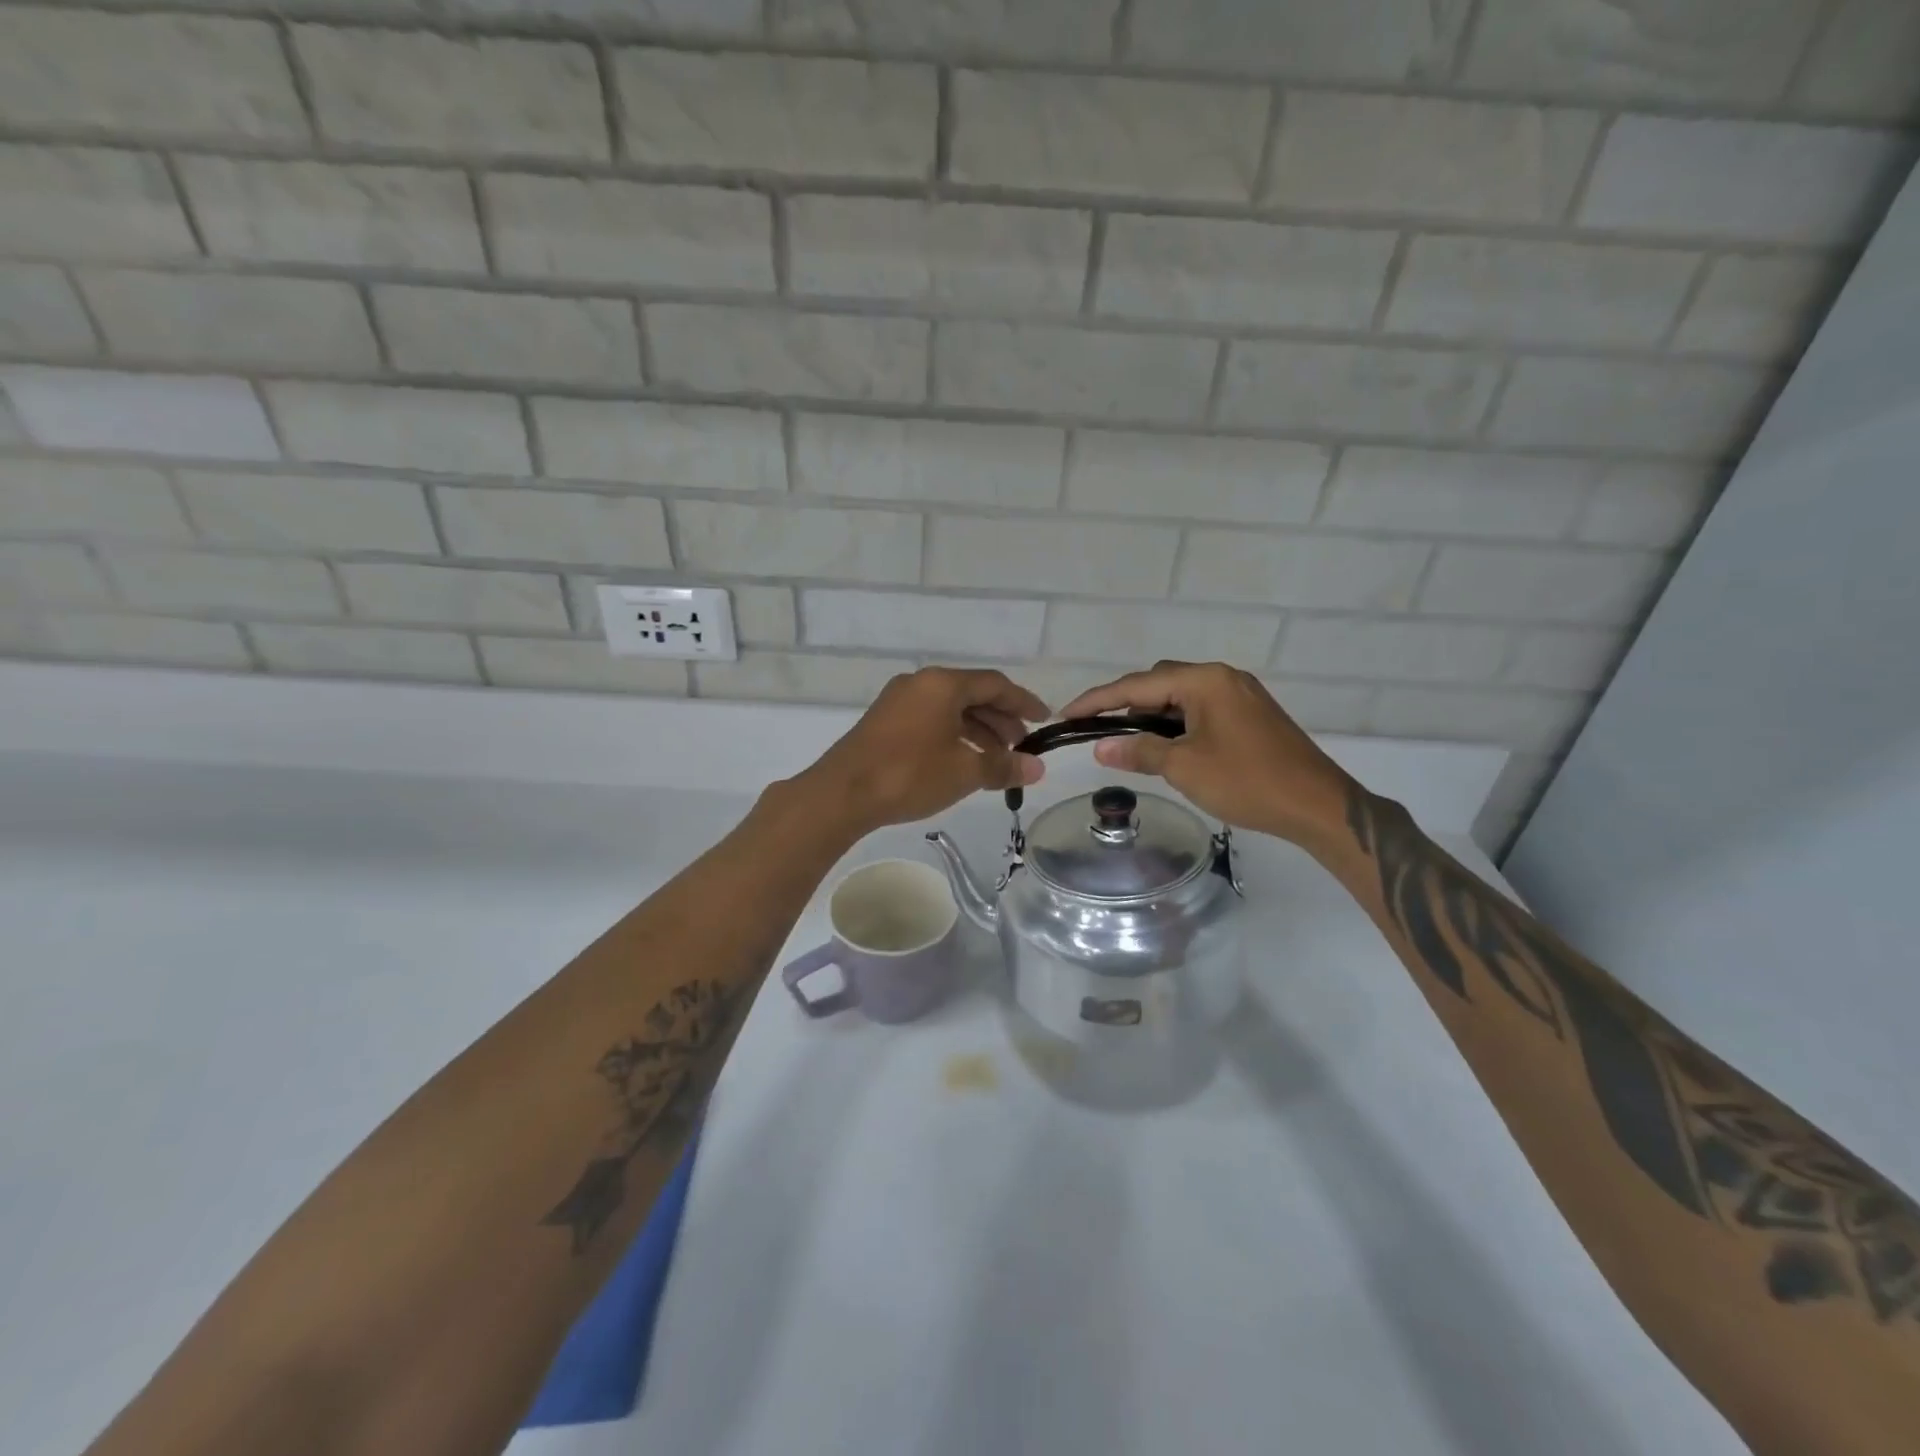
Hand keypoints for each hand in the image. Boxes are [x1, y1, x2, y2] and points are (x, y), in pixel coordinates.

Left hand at [798, 667, 1048, 833]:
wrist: (842, 794)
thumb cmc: (909, 774)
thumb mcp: (964, 772)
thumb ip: (1003, 766)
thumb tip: (1037, 768)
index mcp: (942, 684)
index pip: (995, 684)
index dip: (1024, 702)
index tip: (1045, 720)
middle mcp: (920, 683)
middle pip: (972, 694)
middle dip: (1001, 719)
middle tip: (1021, 746)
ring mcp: (898, 701)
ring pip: (950, 709)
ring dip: (978, 730)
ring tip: (996, 760)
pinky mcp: (884, 722)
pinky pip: (930, 720)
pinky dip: (953, 736)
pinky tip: (962, 761)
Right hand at [1058, 662, 1355, 849]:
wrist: (1319, 806)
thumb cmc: (1247, 782)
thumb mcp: (1185, 767)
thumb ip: (1139, 750)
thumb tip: (1100, 747)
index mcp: (1205, 681)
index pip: (1137, 685)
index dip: (1097, 700)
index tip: (1066, 714)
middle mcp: (1223, 677)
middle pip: (1159, 683)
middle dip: (1126, 705)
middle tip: (1100, 733)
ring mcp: (1240, 695)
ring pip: (1181, 697)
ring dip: (1153, 717)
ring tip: (1132, 745)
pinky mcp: (1251, 715)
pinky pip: (1201, 710)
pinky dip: (1177, 724)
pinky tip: (1169, 748)